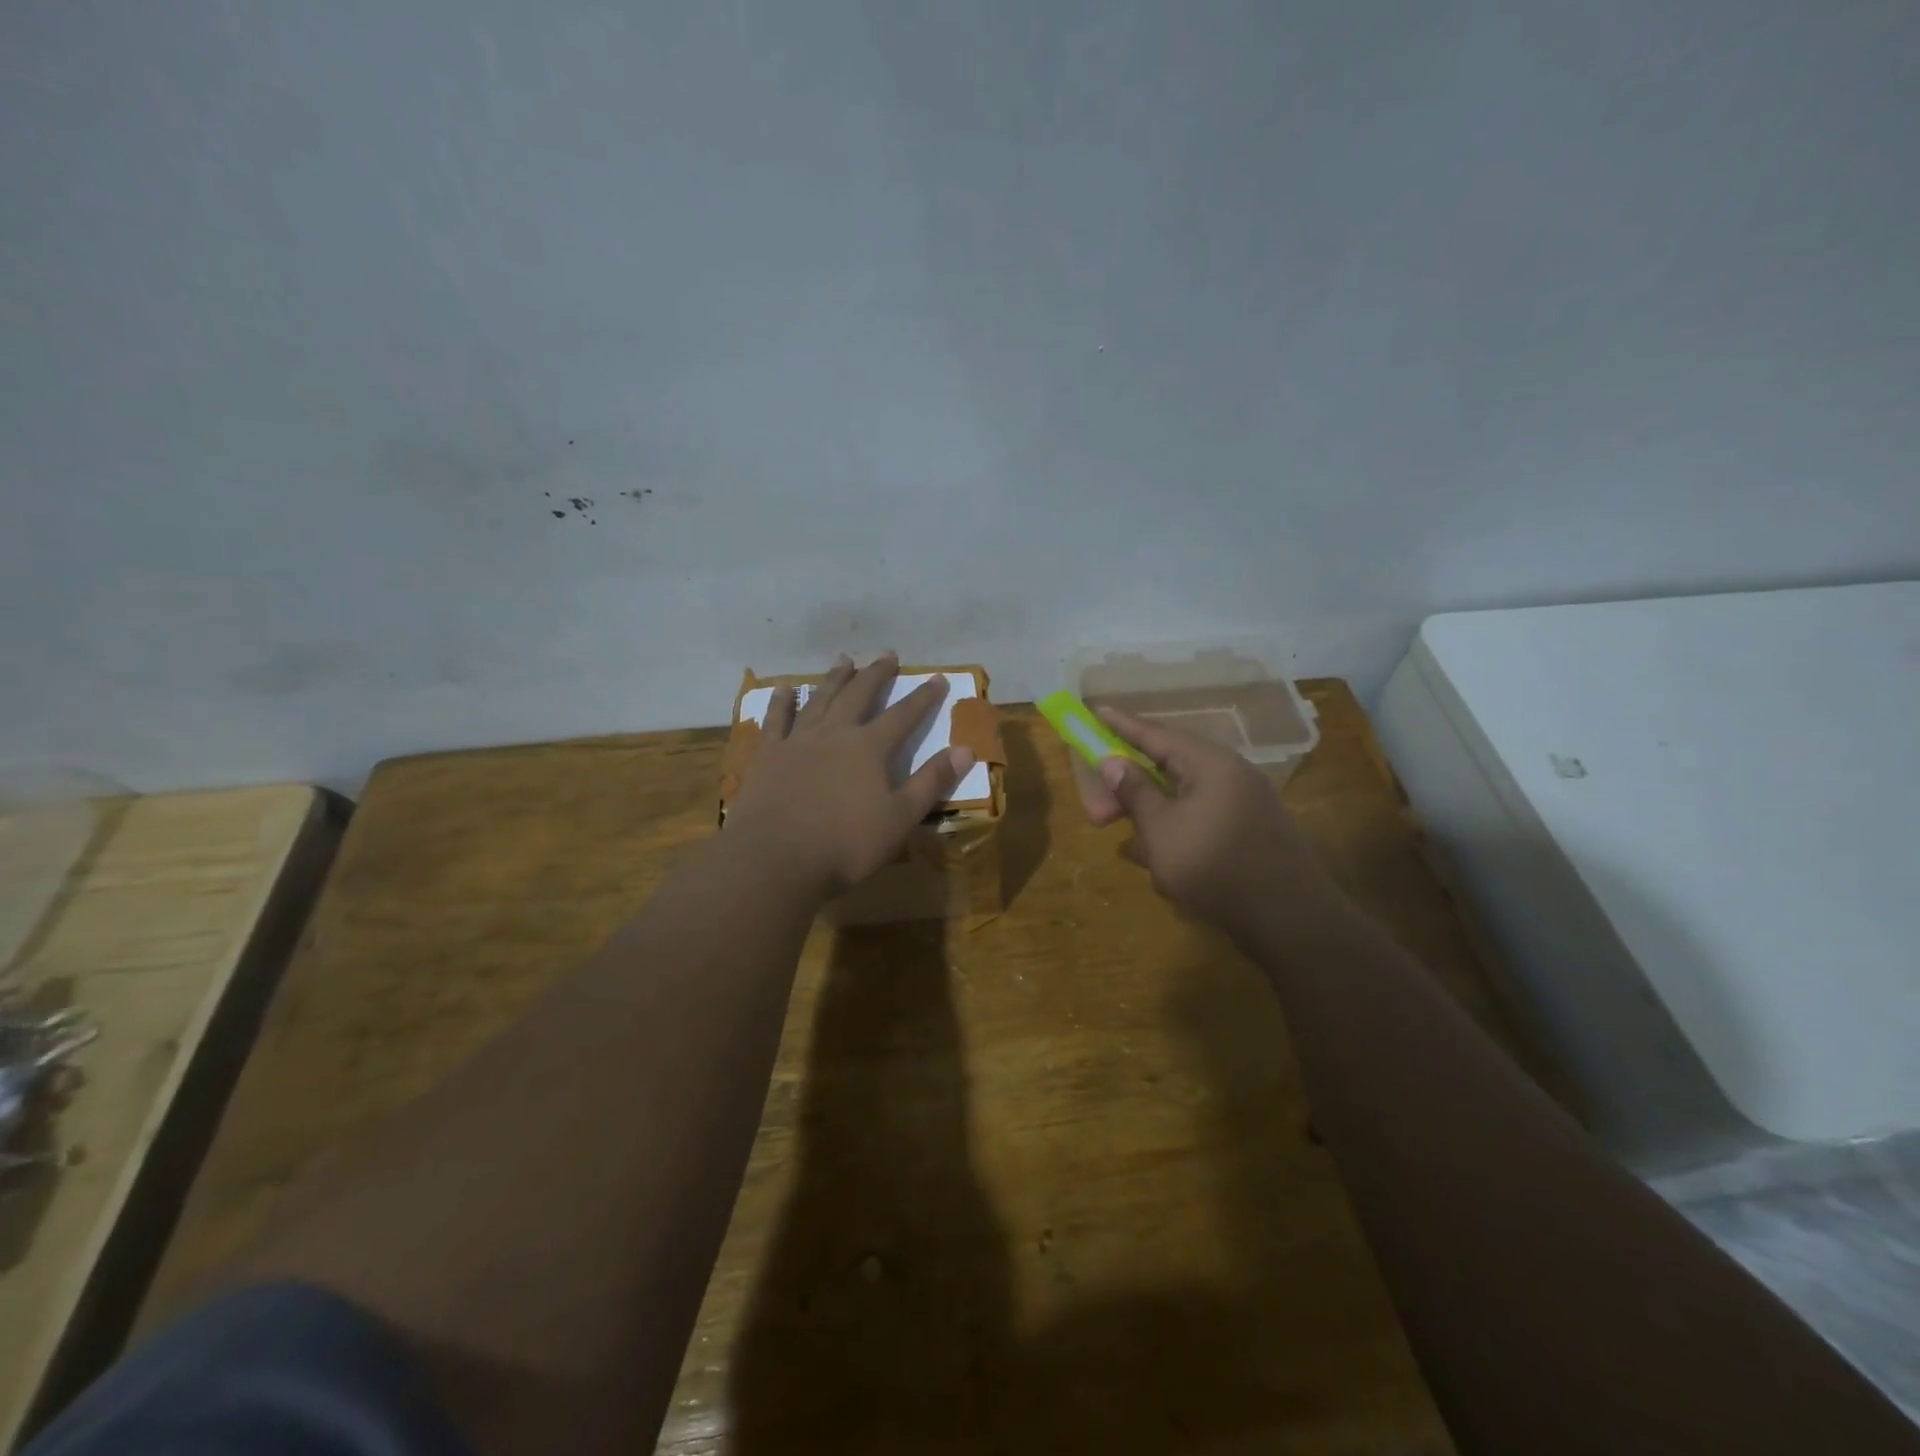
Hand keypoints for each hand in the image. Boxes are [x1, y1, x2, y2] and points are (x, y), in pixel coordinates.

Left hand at [724, 653, 974, 898]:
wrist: (776, 858)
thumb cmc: (846, 844)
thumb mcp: (900, 818)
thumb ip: (931, 782)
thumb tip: (965, 750)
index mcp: (869, 748)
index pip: (903, 715)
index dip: (923, 697)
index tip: (937, 677)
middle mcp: (834, 733)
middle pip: (859, 695)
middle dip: (876, 675)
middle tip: (888, 655)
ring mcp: (798, 741)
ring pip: (819, 699)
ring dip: (834, 679)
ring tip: (844, 659)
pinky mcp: (768, 755)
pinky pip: (776, 720)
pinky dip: (781, 701)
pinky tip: (783, 687)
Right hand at [1077, 706, 1337, 945]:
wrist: (1289, 919)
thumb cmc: (1215, 866)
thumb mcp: (1162, 830)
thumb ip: (1135, 792)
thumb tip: (1113, 761)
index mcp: (1209, 764)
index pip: (1156, 734)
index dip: (1121, 726)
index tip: (1096, 711)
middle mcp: (1229, 775)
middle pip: (1167, 768)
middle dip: (1129, 788)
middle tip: (1096, 811)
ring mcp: (1242, 805)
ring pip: (1181, 798)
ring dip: (1148, 814)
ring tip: (1122, 837)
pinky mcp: (1246, 833)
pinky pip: (1198, 820)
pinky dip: (1172, 831)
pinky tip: (1152, 856)